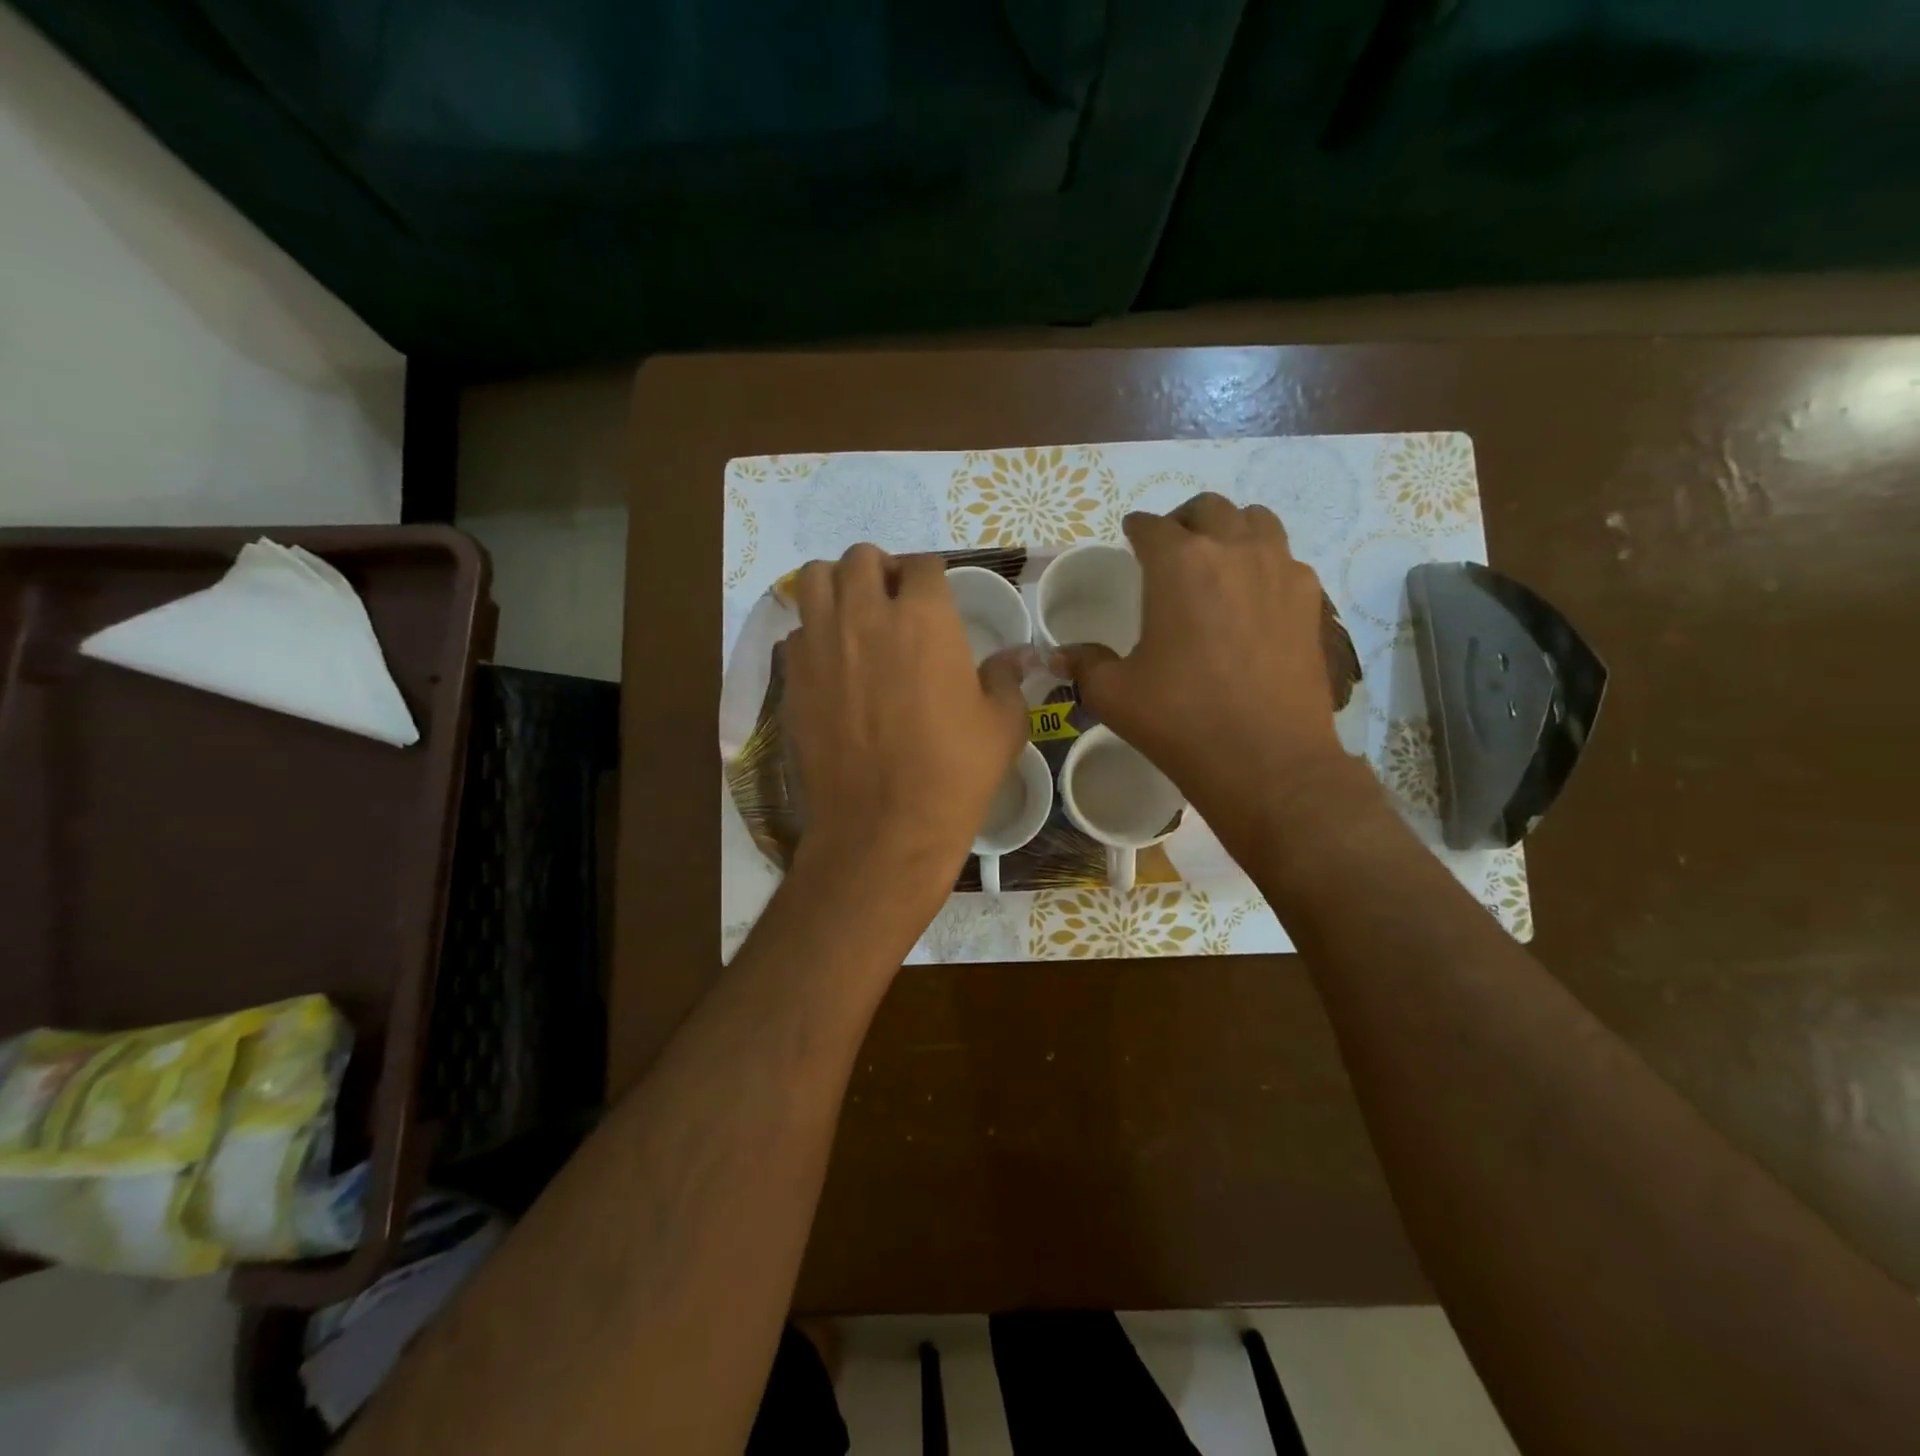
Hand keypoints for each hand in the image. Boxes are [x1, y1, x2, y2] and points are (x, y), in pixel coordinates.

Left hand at [782, 546, 1027, 902]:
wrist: (884, 825)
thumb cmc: (954, 773)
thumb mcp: (1002, 725)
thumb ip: (1006, 678)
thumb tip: (1020, 655)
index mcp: (925, 618)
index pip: (923, 565)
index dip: (932, 577)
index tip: (936, 597)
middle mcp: (866, 615)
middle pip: (861, 557)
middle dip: (880, 570)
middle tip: (893, 601)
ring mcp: (822, 644)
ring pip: (814, 579)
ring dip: (836, 585)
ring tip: (853, 615)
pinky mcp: (793, 677)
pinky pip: (796, 631)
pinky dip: (813, 633)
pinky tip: (831, 662)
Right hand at [1052, 493, 1363, 851]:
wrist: (1267, 760)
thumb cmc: (1180, 720)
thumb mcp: (1114, 694)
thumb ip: (1085, 664)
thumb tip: (1059, 656)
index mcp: (1179, 564)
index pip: (1151, 526)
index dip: (1135, 529)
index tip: (1130, 537)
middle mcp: (1233, 551)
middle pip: (1208, 509)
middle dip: (1183, 521)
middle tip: (1171, 548)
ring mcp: (1281, 570)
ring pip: (1256, 522)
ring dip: (1230, 530)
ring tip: (1217, 561)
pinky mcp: (1311, 600)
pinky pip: (1286, 559)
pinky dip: (1265, 562)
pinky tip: (1253, 598)